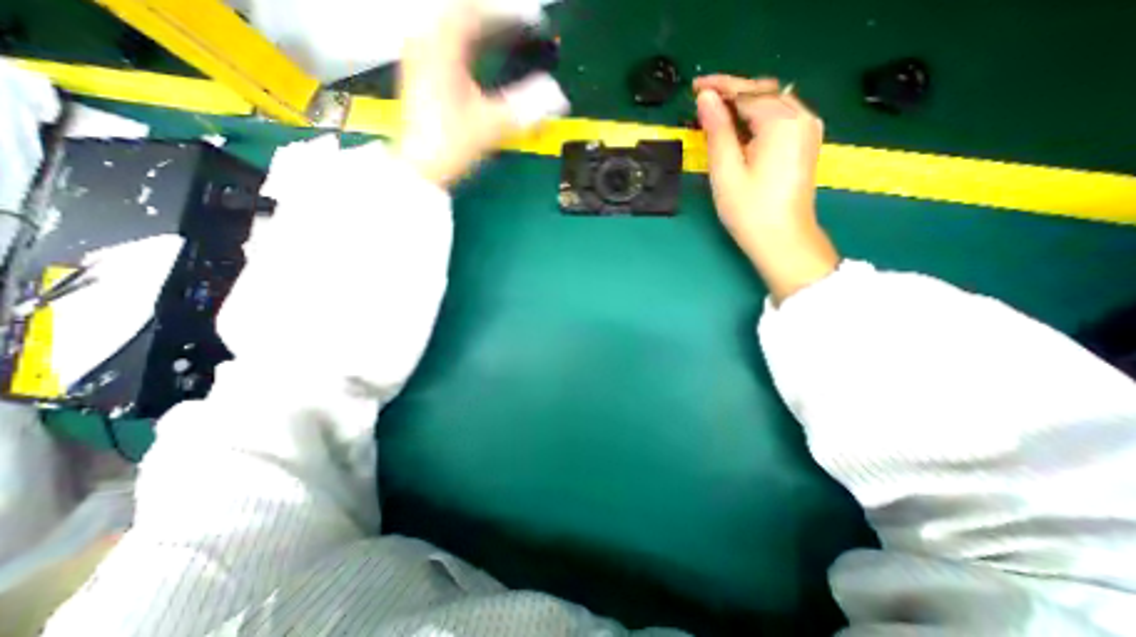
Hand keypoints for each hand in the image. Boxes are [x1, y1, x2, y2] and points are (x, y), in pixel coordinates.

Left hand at [396, 3, 566, 186]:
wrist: (419, 170)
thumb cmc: (451, 145)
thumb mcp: (491, 126)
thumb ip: (525, 108)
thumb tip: (559, 97)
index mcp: (442, 47)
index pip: (476, 12)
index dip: (508, 16)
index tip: (533, 23)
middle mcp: (426, 43)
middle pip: (461, 14)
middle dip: (493, 20)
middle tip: (521, 29)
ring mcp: (419, 58)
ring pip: (451, 28)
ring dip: (479, 31)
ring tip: (503, 38)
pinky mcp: (420, 75)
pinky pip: (445, 44)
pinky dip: (466, 45)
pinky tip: (477, 57)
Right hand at [694, 76, 841, 303]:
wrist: (783, 240)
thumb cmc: (750, 211)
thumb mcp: (726, 171)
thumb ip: (717, 131)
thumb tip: (706, 99)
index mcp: (782, 122)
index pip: (747, 92)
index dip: (720, 87)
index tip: (695, 87)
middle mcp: (802, 118)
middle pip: (764, 92)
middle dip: (732, 92)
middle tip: (702, 100)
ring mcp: (807, 130)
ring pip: (772, 103)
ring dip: (744, 105)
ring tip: (715, 114)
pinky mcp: (805, 143)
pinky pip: (779, 118)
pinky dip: (756, 117)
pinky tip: (739, 128)